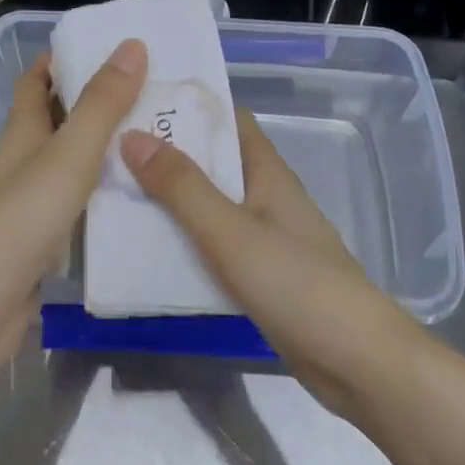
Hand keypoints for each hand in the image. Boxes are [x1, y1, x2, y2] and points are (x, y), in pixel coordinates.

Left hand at [0, 39, 148, 366]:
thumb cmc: (22, 221)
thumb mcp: (69, 155)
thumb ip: (101, 105)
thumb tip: (132, 45)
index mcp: (21, 135)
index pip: (34, 84)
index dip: (60, 61)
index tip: (104, 48)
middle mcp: (20, 164)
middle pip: (54, 122)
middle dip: (93, 105)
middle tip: (149, 96)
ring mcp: (27, 205)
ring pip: (67, 165)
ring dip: (101, 151)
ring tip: (152, 143)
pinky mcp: (38, 242)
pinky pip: (75, 204)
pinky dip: (100, 194)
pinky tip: (133, 201)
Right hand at [120, 111, 418, 415]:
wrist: (355, 362)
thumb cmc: (295, 284)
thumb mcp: (229, 231)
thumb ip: (181, 187)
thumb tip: (132, 135)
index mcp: (266, 172)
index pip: (228, 120)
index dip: (188, 106)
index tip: (137, 102)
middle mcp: (266, 196)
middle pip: (213, 162)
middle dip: (167, 154)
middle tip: (109, 149)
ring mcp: (264, 237)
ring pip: (210, 205)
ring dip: (170, 199)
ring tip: (114, 193)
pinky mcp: (260, 274)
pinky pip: (213, 244)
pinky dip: (183, 240)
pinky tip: (147, 248)